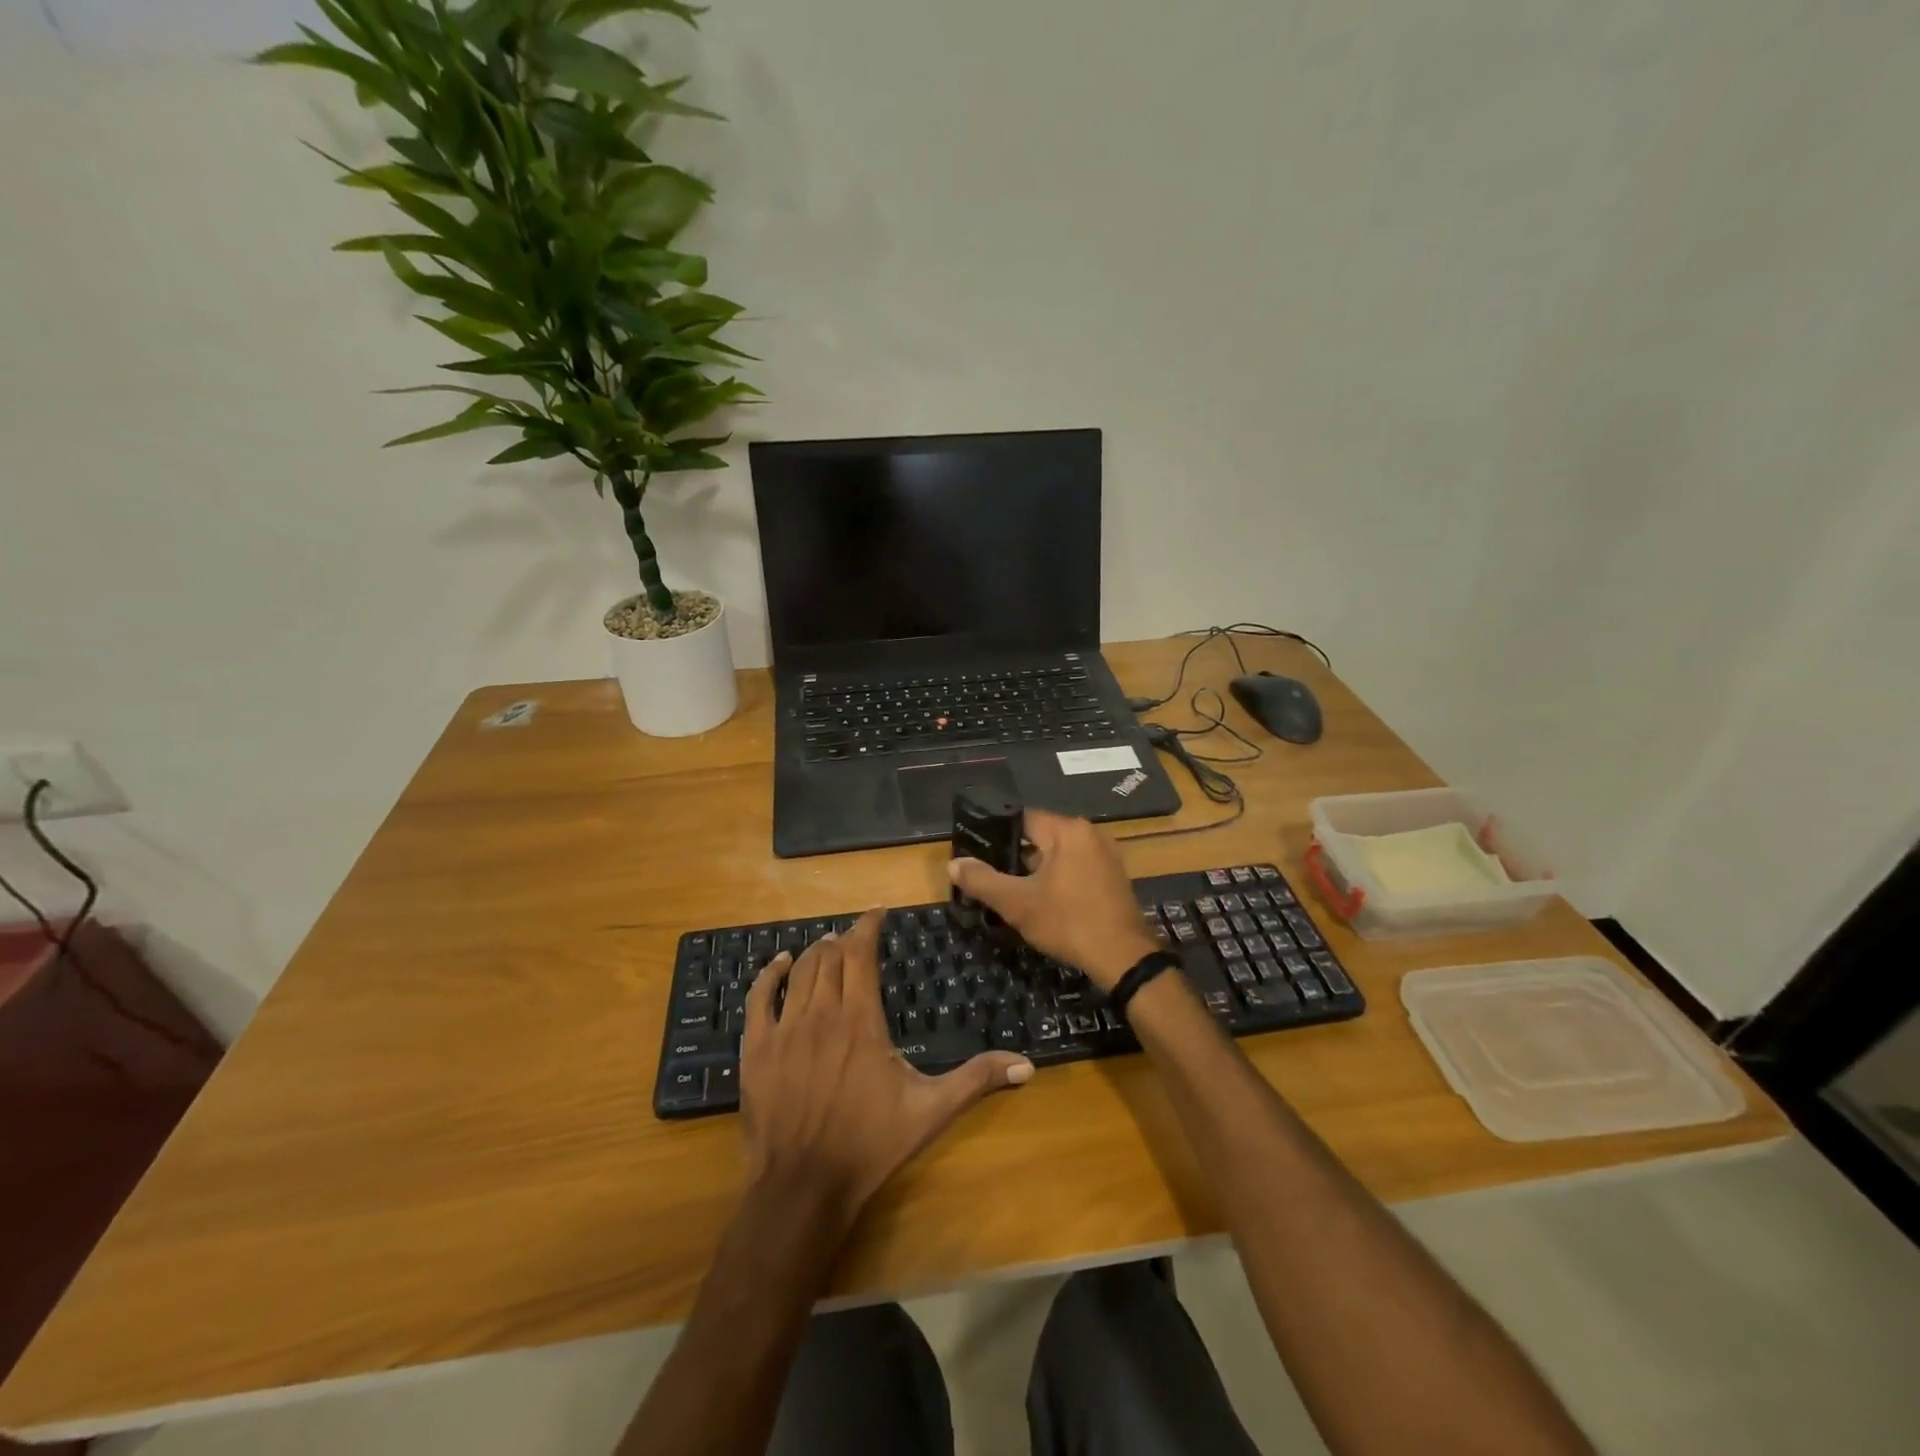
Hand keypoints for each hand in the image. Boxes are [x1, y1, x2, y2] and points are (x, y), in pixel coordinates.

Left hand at [740, 910, 1033, 1221]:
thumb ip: (976, 1080)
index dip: (868, 926)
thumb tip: (1027, 1064)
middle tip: (856, 938)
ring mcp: (784, 1030)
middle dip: (844, 940)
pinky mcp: (756, 1049)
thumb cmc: (870, 1145)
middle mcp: (822, 1014)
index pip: (861, 954)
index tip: (878, 913)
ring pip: (799, 972)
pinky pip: (760, 998)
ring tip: (827, 946)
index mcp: (861, 1020)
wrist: (804, 1186)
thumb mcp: (931, 1111)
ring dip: (815, 953)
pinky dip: (770, 974)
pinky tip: (779, 963)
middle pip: (830, 957)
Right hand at [947, 809, 1159, 990]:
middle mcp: (1090, 834)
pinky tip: (1045, 903)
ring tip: (1014, 893)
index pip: (1022, 819)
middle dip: (1016, 858)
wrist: (1123, 958)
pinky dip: (1058, 880)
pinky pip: (1076, 868)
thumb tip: (953, 864)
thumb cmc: (1068, 922)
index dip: (997, 835)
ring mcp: (1106, 855)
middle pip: (1041, 837)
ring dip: (1037, 872)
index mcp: (1068, 830)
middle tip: (993, 879)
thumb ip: (983, 881)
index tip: (978, 853)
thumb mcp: (1018, 903)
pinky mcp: (1113, 877)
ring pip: (1058, 855)